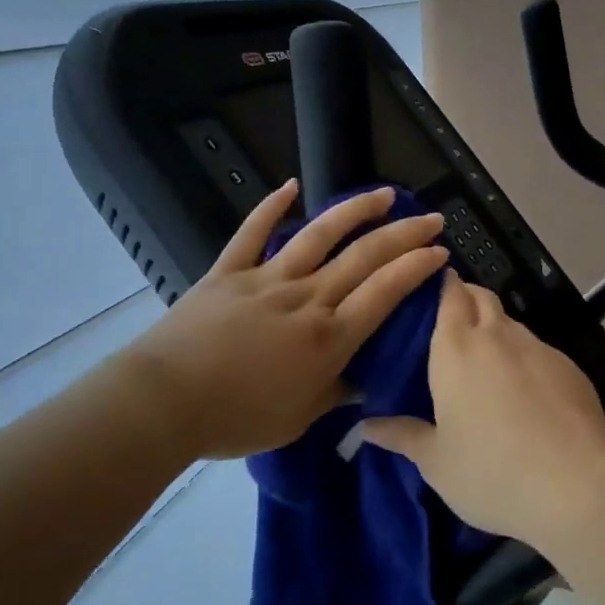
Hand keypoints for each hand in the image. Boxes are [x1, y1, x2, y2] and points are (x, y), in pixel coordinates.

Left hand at [122, 181, 447, 460]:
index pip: (385, 293)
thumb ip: (335, 394)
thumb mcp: (298, 419)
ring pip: (320, 235)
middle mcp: (306, 299)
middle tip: (432, 219)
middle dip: (404, 235)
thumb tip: (363, 381)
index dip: (416, 269)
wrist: (165, 402)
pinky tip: (291, 185)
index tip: (439, 252)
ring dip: (356, 211)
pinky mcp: (230, 270)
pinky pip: (254, 232)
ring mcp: (267, 279)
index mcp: (328, 338)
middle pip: (364, 258)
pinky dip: (272, 206)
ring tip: (385, 194)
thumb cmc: (235, 419)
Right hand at [362, 274, 604, 551]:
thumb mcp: (436, 462)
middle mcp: (497, 336)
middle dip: (466, 297)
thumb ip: (402, 436)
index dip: (441, 285)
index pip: (448, 294)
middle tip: (452, 322)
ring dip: (496, 330)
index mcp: (455, 349)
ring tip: (488, 362)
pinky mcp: (570, 367)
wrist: (577, 487)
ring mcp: (538, 348)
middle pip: (481, 297)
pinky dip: (526, 358)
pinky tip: (527, 393)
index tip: (430, 291)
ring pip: (511, 323)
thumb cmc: (491, 471)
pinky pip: (539, 350)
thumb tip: (365, 425)